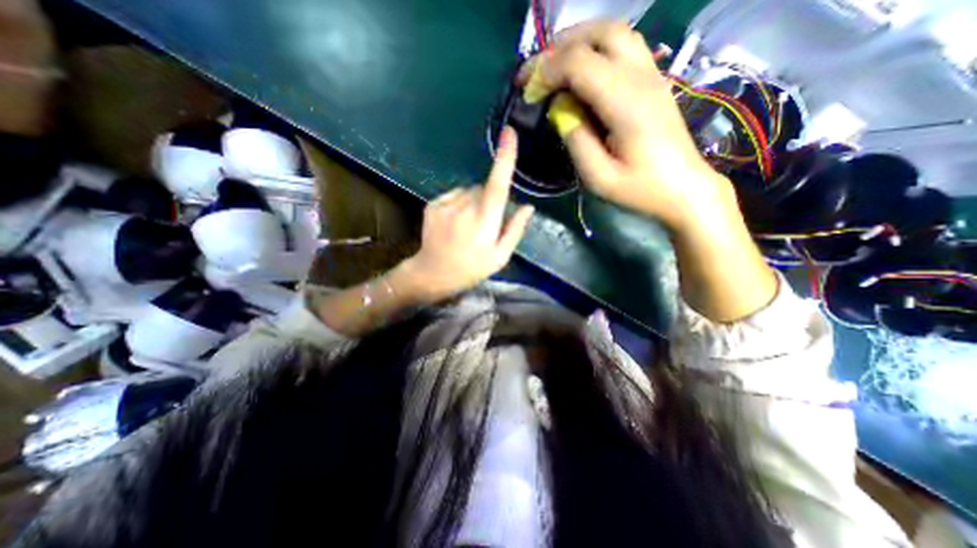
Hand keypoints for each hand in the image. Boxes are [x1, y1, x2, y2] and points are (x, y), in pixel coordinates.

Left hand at [393, 126, 533, 300]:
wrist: (432, 273)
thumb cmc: (471, 269)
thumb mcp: (500, 256)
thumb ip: (515, 229)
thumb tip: (528, 207)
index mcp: (485, 219)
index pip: (498, 183)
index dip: (505, 157)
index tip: (509, 132)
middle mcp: (465, 206)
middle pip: (484, 189)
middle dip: (489, 201)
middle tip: (484, 226)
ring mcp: (446, 203)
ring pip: (468, 192)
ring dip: (472, 203)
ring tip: (467, 227)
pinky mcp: (433, 204)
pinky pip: (453, 195)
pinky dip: (458, 204)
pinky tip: (454, 223)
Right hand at [518, 20, 732, 231]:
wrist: (684, 188)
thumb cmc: (641, 189)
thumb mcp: (599, 178)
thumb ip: (576, 140)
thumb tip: (558, 109)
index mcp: (625, 103)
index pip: (579, 63)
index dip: (546, 72)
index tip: (527, 93)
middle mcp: (640, 77)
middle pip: (598, 33)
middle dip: (558, 48)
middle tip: (534, 73)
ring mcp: (651, 74)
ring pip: (613, 32)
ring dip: (577, 41)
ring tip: (552, 66)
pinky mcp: (653, 80)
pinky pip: (623, 46)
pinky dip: (593, 48)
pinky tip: (579, 71)